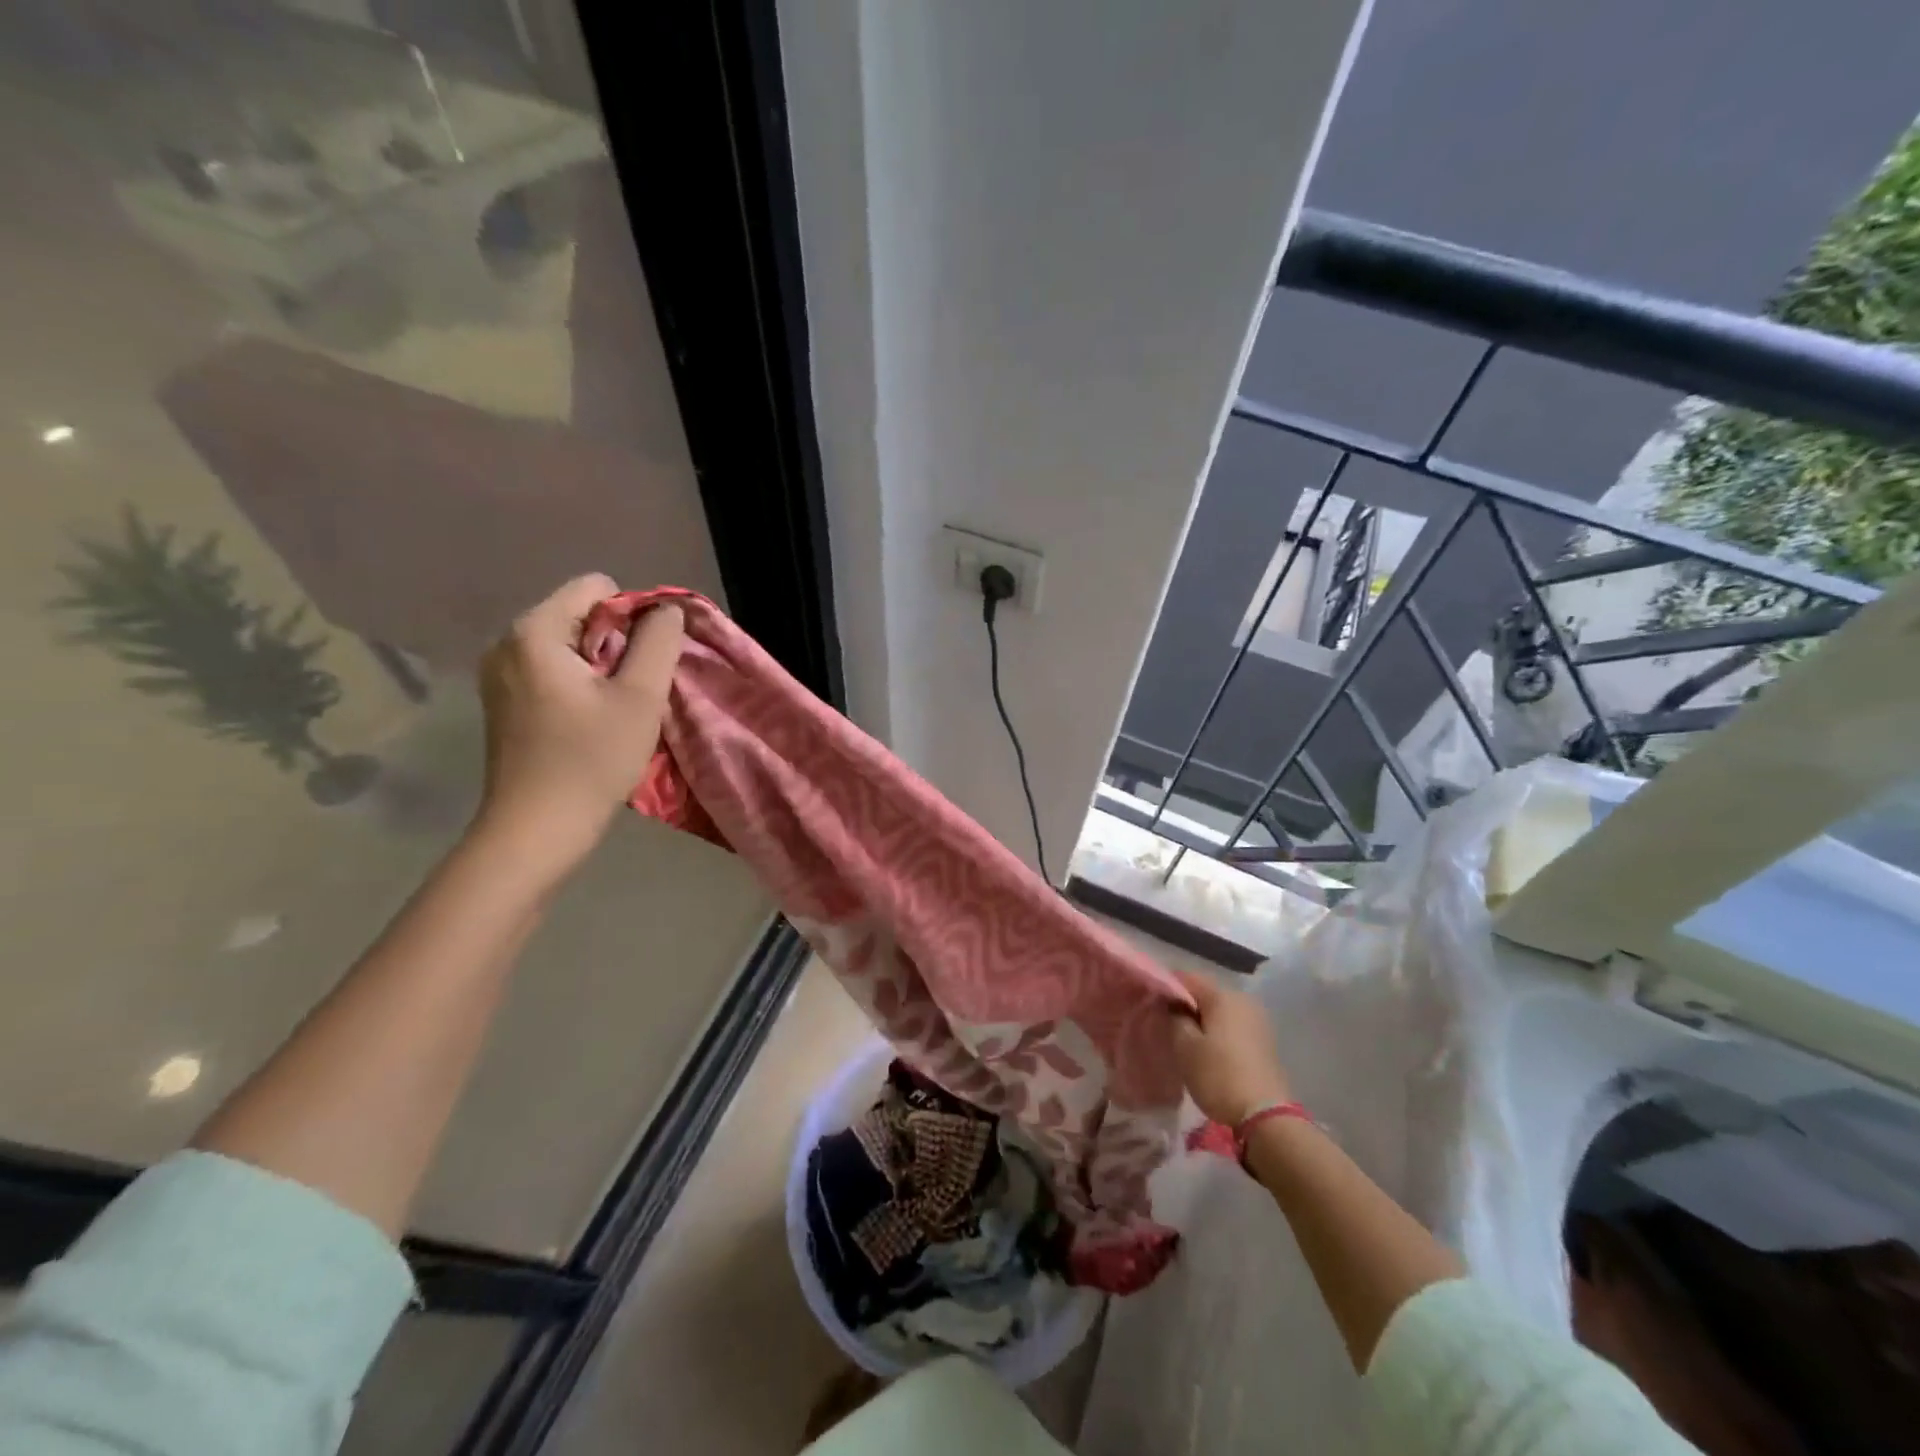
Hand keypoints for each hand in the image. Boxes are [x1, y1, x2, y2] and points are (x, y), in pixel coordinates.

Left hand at [473, 574, 684, 876]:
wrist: (536, 828)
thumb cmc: (591, 759)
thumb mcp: (640, 696)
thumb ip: (659, 641)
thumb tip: (666, 610)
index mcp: (534, 631)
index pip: (597, 587)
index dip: (634, 616)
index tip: (643, 664)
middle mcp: (507, 642)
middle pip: (581, 615)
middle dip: (617, 644)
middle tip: (631, 692)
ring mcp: (499, 673)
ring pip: (569, 645)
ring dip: (602, 668)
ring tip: (613, 710)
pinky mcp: (503, 701)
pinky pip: (552, 670)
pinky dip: (580, 686)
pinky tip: (590, 723)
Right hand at [1169, 969, 1291, 1125]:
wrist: (1265, 1116)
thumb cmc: (1218, 1076)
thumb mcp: (1185, 1047)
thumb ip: (1174, 1017)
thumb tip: (1171, 1003)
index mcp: (1222, 996)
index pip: (1186, 978)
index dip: (1166, 987)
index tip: (1151, 1003)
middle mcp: (1243, 1000)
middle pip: (1205, 993)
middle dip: (1185, 1004)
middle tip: (1165, 1023)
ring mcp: (1257, 1020)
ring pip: (1220, 1010)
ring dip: (1202, 1020)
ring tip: (1184, 1038)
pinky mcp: (1264, 1041)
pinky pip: (1233, 1026)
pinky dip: (1217, 1032)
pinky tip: (1207, 1049)